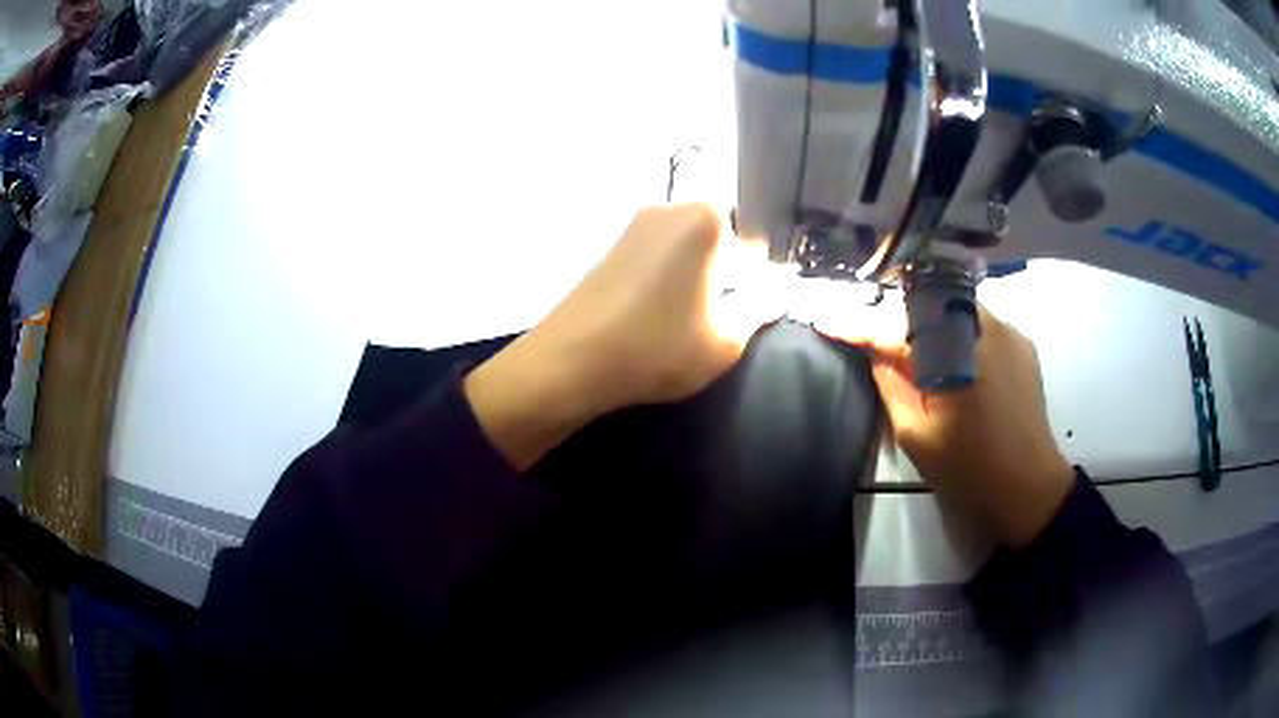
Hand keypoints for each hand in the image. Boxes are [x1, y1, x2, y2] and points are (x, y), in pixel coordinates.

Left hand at [465, 203, 775, 469]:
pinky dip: (667, 278)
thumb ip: (759, 309)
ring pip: (687, 247)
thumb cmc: (657, 347)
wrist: (569, 362)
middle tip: (719, 316)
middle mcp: (670, 207)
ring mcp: (634, 223)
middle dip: (727, 273)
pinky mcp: (611, 246)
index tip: (749, 309)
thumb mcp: (726, 340)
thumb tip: (769, 293)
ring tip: (686, 320)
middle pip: (720, 238)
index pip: (756, 242)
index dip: (759, 279)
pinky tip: (657, 314)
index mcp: (707, 218)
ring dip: (696, 277)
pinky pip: (657, 255)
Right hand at [819, 302, 1073, 547]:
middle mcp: (983, 326)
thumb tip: (875, 351)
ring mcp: (1007, 330)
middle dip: (894, 311)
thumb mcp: (917, 436)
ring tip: (909, 343)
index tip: (825, 320)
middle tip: (871, 333)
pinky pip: (979, 321)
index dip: (857, 324)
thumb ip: (892, 385)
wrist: (1029, 488)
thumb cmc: (970, 471)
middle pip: (927, 301)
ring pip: (954, 305)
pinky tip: (951, 355)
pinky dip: (956, 329)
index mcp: (954, 353)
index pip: (895, 327)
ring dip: (927, 318)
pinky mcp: (1022, 341)